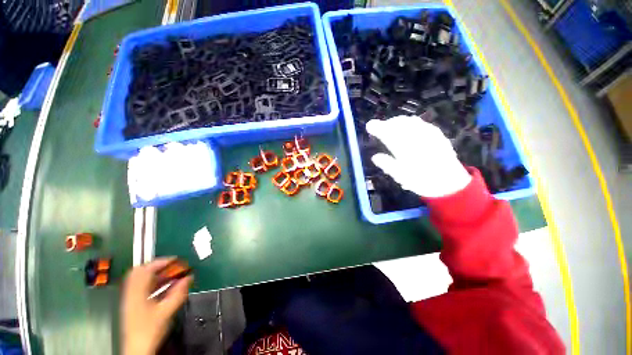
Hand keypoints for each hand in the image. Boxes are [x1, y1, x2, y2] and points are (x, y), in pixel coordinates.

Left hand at [121, 258, 191, 354]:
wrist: (137, 345)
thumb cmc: (151, 328)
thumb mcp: (166, 312)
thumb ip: (177, 295)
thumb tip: (188, 280)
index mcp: (138, 285)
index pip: (150, 267)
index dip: (164, 262)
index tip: (177, 260)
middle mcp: (131, 286)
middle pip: (142, 270)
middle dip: (157, 267)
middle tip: (171, 270)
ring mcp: (129, 293)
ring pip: (140, 278)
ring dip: (153, 276)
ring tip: (166, 279)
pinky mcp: (130, 301)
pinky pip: (139, 286)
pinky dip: (149, 284)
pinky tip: (157, 291)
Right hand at [366, 115, 470, 197]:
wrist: (450, 181)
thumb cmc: (423, 181)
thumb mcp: (402, 177)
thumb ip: (388, 164)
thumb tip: (376, 157)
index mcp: (401, 143)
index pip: (385, 130)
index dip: (376, 126)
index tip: (370, 126)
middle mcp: (413, 133)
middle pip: (397, 122)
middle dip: (388, 123)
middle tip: (383, 128)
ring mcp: (426, 131)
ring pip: (409, 121)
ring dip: (400, 122)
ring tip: (397, 128)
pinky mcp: (436, 132)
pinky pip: (421, 123)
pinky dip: (413, 124)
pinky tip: (414, 130)